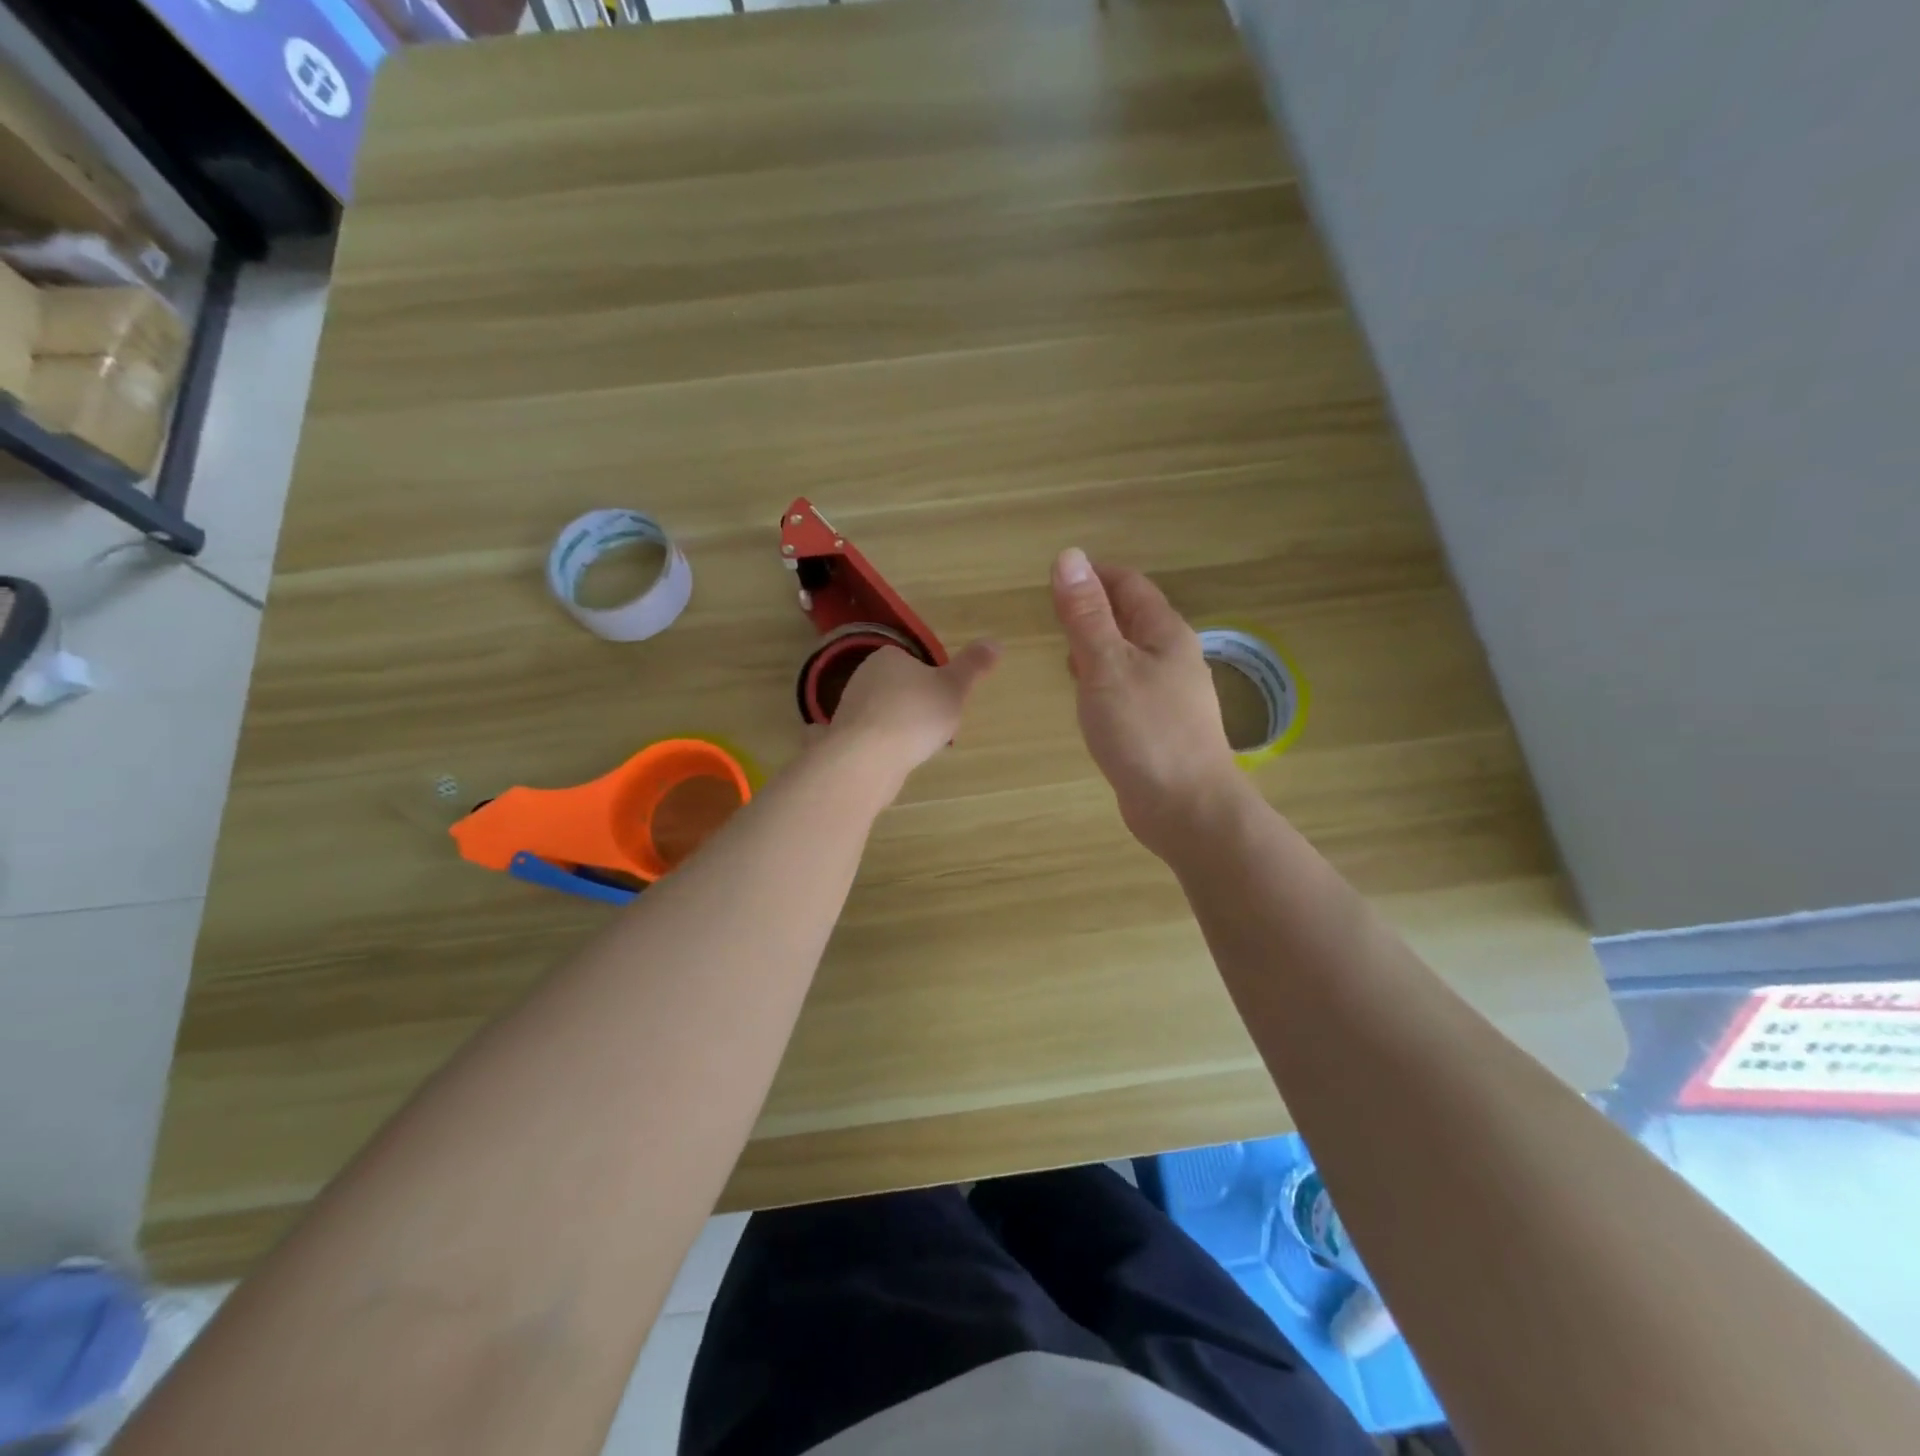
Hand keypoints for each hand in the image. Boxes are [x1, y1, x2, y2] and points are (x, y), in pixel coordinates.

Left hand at [826, 640, 1001, 777]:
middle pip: (901, 690)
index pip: (915, 663)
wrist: (867, 758)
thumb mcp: (954, 688)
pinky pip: (872, 737)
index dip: (934, 683)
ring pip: (886, 715)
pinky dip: (885, 746)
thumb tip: (995, 642)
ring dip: (901, 729)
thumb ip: (973, 666)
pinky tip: (895, 759)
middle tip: (935, 728)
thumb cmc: (914, 715)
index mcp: (887, 656)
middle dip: (918, 708)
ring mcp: (850, 708)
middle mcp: (863, 676)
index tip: (946, 703)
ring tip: (917, 748)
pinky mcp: (844, 738)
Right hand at [1050, 548, 1244, 856]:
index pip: (1128, 584)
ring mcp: (1169, 693)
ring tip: (1062, 651)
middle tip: (1051, 615)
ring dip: (1096, 645)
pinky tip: (1086, 696)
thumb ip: (1086, 614)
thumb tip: (1069, 556)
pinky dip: (1103, 679)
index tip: (1053, 581)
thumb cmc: (1145, 731)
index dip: (1092, 575)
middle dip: (1092, 609)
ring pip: (1128, 654)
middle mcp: (1172, 656)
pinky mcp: (1159, 725)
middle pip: (1130, 617)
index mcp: (1164, 632)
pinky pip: (1127, 686)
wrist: (1186, 808)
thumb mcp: (1106, 665)